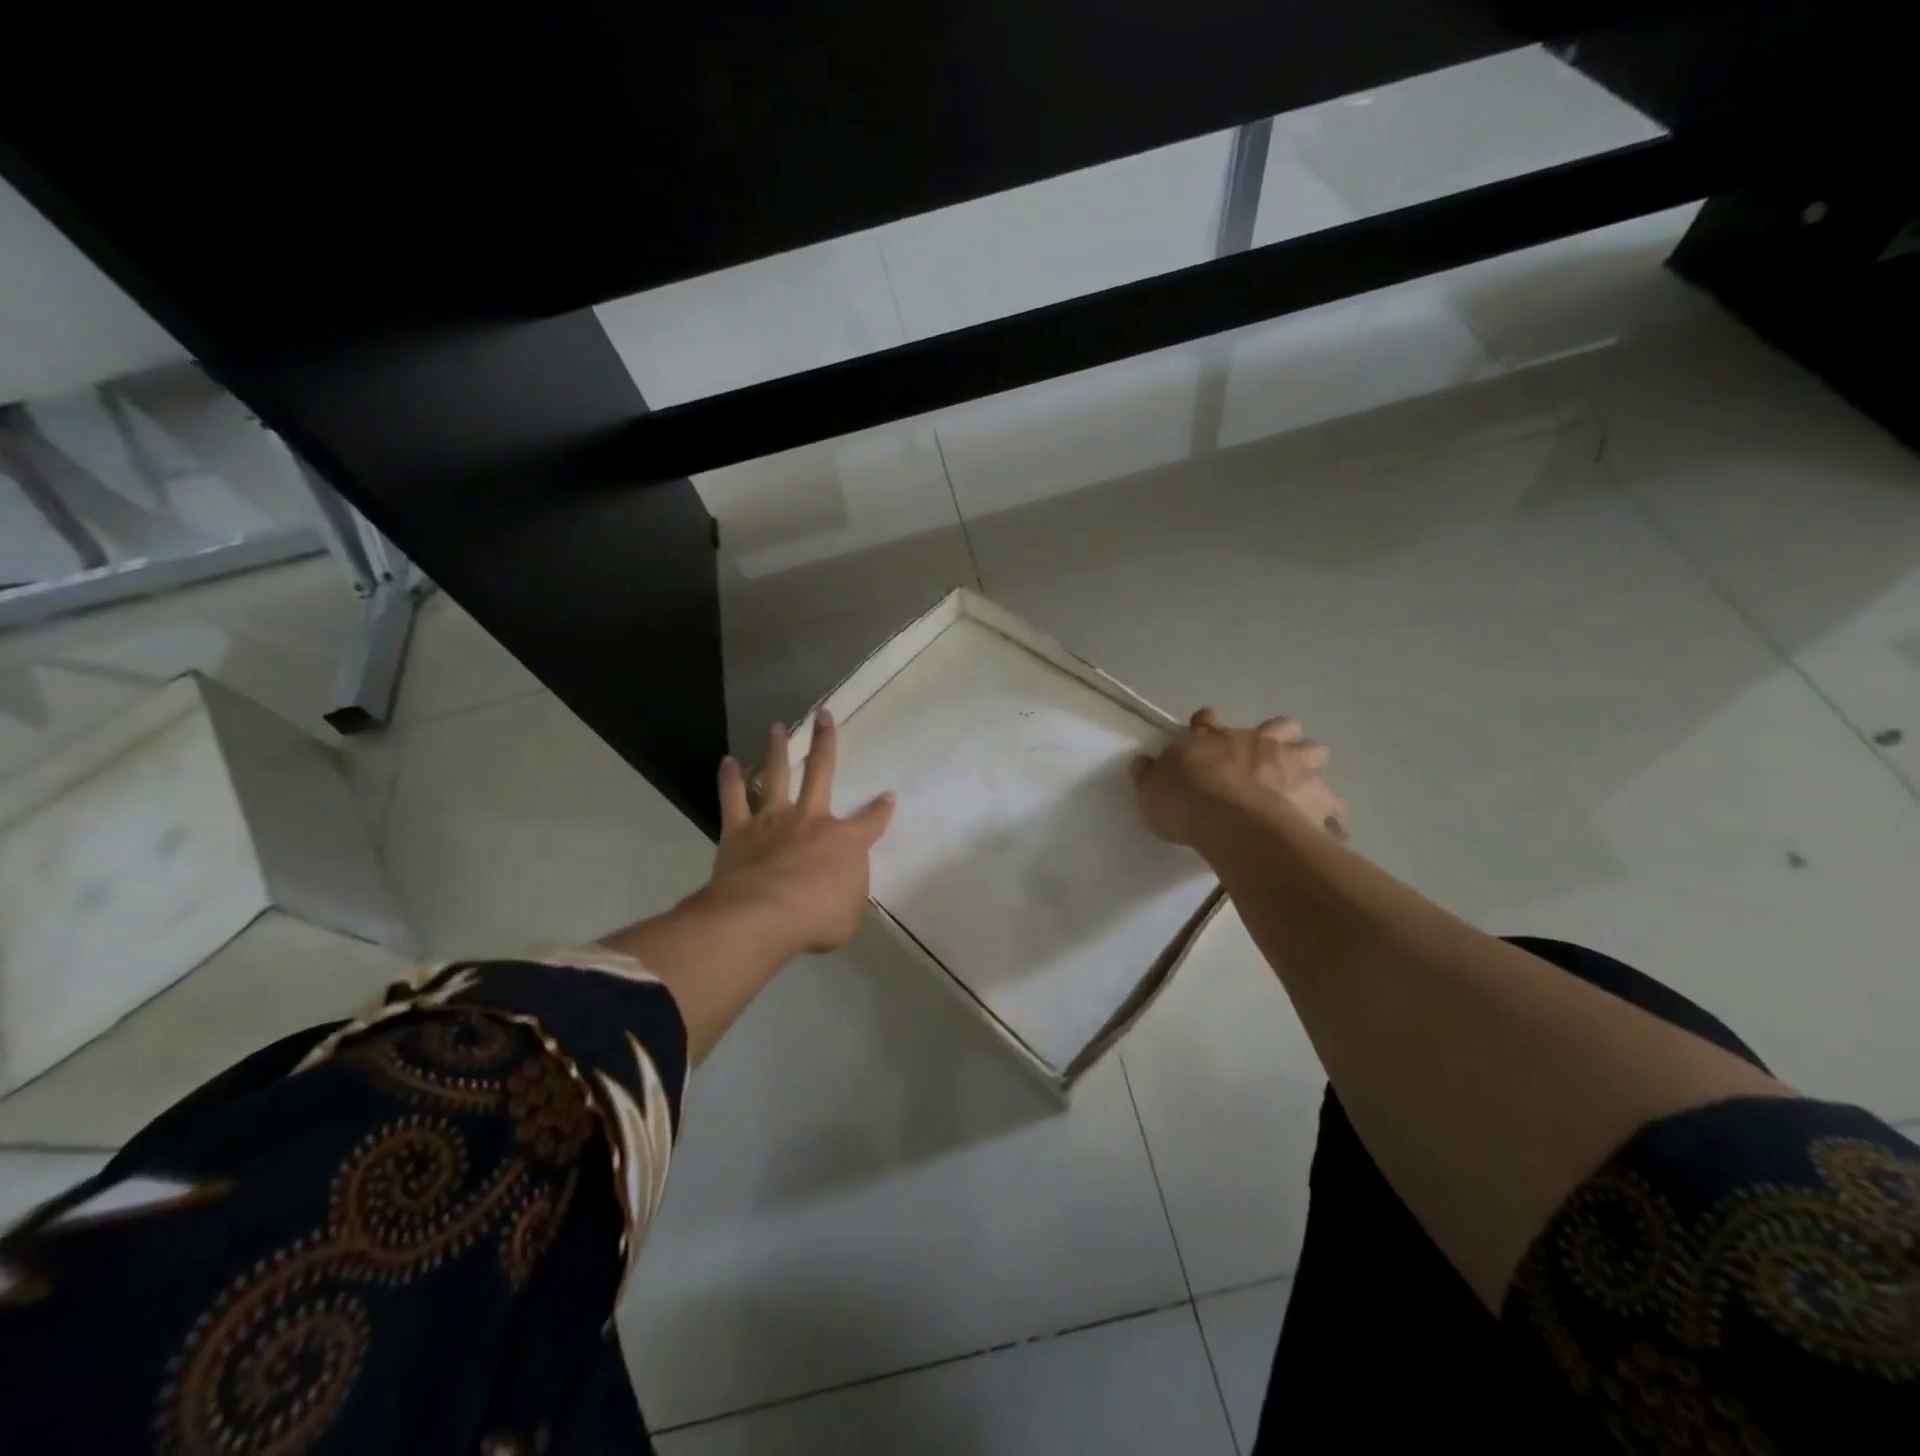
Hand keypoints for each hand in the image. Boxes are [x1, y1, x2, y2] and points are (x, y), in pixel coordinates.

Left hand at [708, 711, 895, 955]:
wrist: (766, 914)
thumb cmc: (818, 918)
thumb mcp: (849, 915)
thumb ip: (847, 895)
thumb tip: (844, 888)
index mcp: (845, 841)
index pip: (871, 821)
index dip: (882, 809)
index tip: (888, 796)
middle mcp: (811, 819)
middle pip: (821, 772)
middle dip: (824, 742)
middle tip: (823, 716)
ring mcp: (773, 820)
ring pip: (776, 775)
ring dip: (777, 749)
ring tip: (777, 727)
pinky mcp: (739, 830)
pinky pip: (734, 798)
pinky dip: (730, 779)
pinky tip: (727, 761)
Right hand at [1129, 708, 1345, 847]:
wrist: (1232, 821)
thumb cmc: (1186, 801)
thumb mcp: (1151, 790)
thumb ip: (1150, 775)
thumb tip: (1142, 764)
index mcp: (1215, 738)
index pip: (1207, 720)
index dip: (1206, 725)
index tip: (1204, 731)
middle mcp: (1259, 743)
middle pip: (1281, 727)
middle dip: (1279, 738)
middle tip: (1269, 760)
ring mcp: (1294, 767)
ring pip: (1315, 753)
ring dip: (1310, 767)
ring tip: (1302, 790)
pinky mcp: (1319, 799)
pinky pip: (1333, 810)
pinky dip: (1329, 818)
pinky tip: (1323, 830)